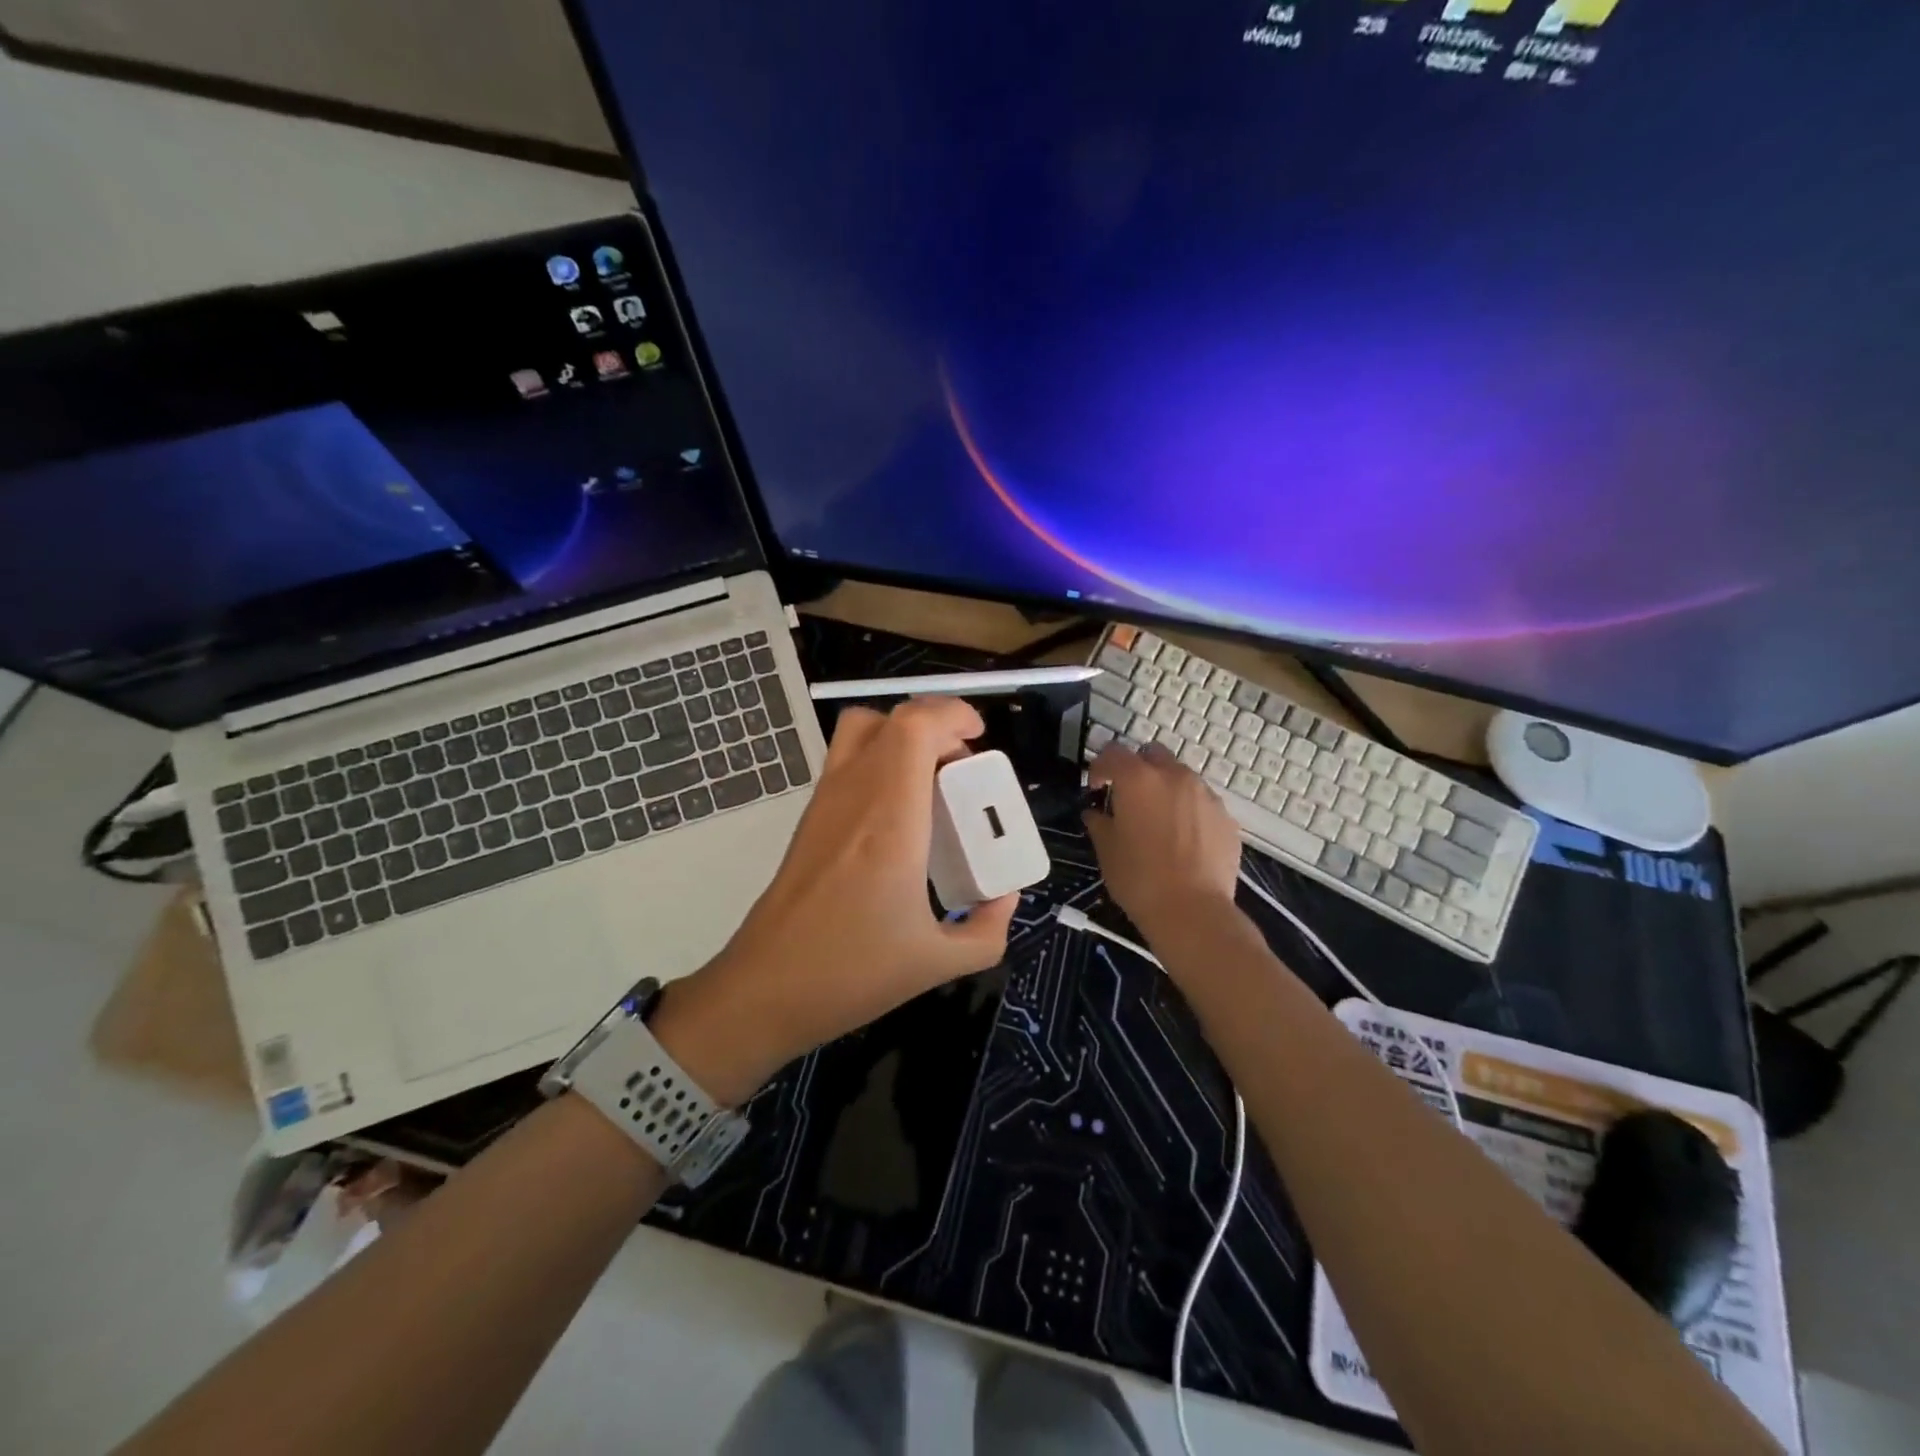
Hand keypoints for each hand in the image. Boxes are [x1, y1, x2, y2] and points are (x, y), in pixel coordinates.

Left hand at [652, 697, 1017, 1104]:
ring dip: (903, 738)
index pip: (914, 727)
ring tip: (933, 781)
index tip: (979, 740)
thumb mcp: (938, 963)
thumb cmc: (851, 974)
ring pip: (860, 732)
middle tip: (963, 766)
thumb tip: (1005, 897)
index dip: (951, 714)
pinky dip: (880, 760)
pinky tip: (900, 814)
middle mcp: (854, 796)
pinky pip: (847, 761)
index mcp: (891, 820)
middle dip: (936, 725)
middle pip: (890, 719)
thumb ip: (988, 929)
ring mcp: (825, 803)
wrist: (763, 990)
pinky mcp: (809, 819)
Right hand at [1083, 742, 1242, 941]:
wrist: (1193, 912)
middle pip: (1152, 754)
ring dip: (1165, 788)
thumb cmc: (1139, 879)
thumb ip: (1099, 823)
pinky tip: (1183, 839)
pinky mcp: (1226, 816)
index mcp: (1138, 779)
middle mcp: (1174, 776)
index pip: (1112, 753)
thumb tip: (1096, 813)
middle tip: (1128, 798)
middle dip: (1137, 768)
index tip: (1096, 789)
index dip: (1099, 767)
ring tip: (1159, 820)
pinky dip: (1188, 810)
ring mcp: (1205, 794)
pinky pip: (1201, 801)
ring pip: (1180, 776)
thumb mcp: (1106, 851)